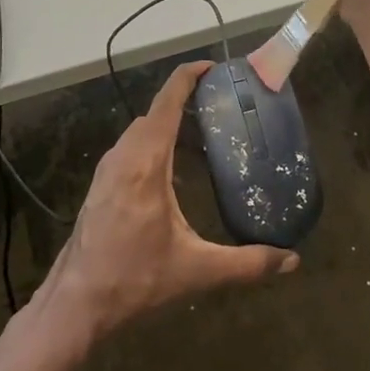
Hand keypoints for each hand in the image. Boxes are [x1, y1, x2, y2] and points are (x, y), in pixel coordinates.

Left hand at [44, 61, 297, 337]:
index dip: (187, 77)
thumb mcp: (197, 270)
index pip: (166, 104)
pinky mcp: (100, 185)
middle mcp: (123, 157)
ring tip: (200, 133)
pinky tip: (172, 170)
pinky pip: (129, 148)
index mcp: (146, 164)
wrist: (77, 303)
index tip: (212, 67)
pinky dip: (152, 142)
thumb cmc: (135, 279)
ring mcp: (107, 170)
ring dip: (166, 123)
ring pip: (139, 131)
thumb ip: (248, 263)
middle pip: (154, 113)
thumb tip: (292, 261)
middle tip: (219, 106)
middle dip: (184, 101)